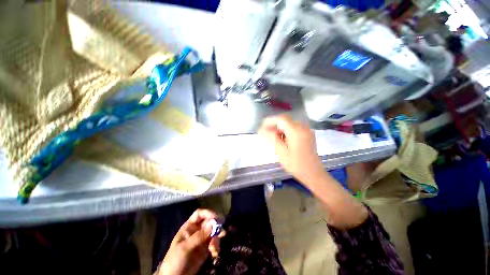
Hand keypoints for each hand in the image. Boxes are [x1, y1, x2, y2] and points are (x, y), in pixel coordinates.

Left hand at [157, 209, 224, 274]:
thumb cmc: (175, 260)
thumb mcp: (185, 248)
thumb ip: (199, 236)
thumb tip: (213, 224)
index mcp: (189, 227)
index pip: (199, 214)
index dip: (208, 213)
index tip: (216, 217)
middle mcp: (197, 231)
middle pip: (209, 222)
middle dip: (216, 227)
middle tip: (222, 232)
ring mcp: (202, 240)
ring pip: (213, 233)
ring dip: (217, 239)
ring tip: (215, 249)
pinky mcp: (206, 249)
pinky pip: (214, 243)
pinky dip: (216, 247)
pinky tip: (215, 253)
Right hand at [259, 115, 325, 185]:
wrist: (314, 173)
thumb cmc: (296, 165)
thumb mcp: (281, 152)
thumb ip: (272, 138)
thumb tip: (262, 129)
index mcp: (296, 131)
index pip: (281, 119)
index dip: (270, 121)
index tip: (262, 128)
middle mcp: (303, 127)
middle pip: (285, 120)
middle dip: (274, 125)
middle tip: (266, 134)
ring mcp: (306, 130)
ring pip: (289, 124)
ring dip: (280, 129)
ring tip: (274, 139)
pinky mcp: (307, 134)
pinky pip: (294, 128)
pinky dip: (286, 131)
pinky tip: (283, 140)